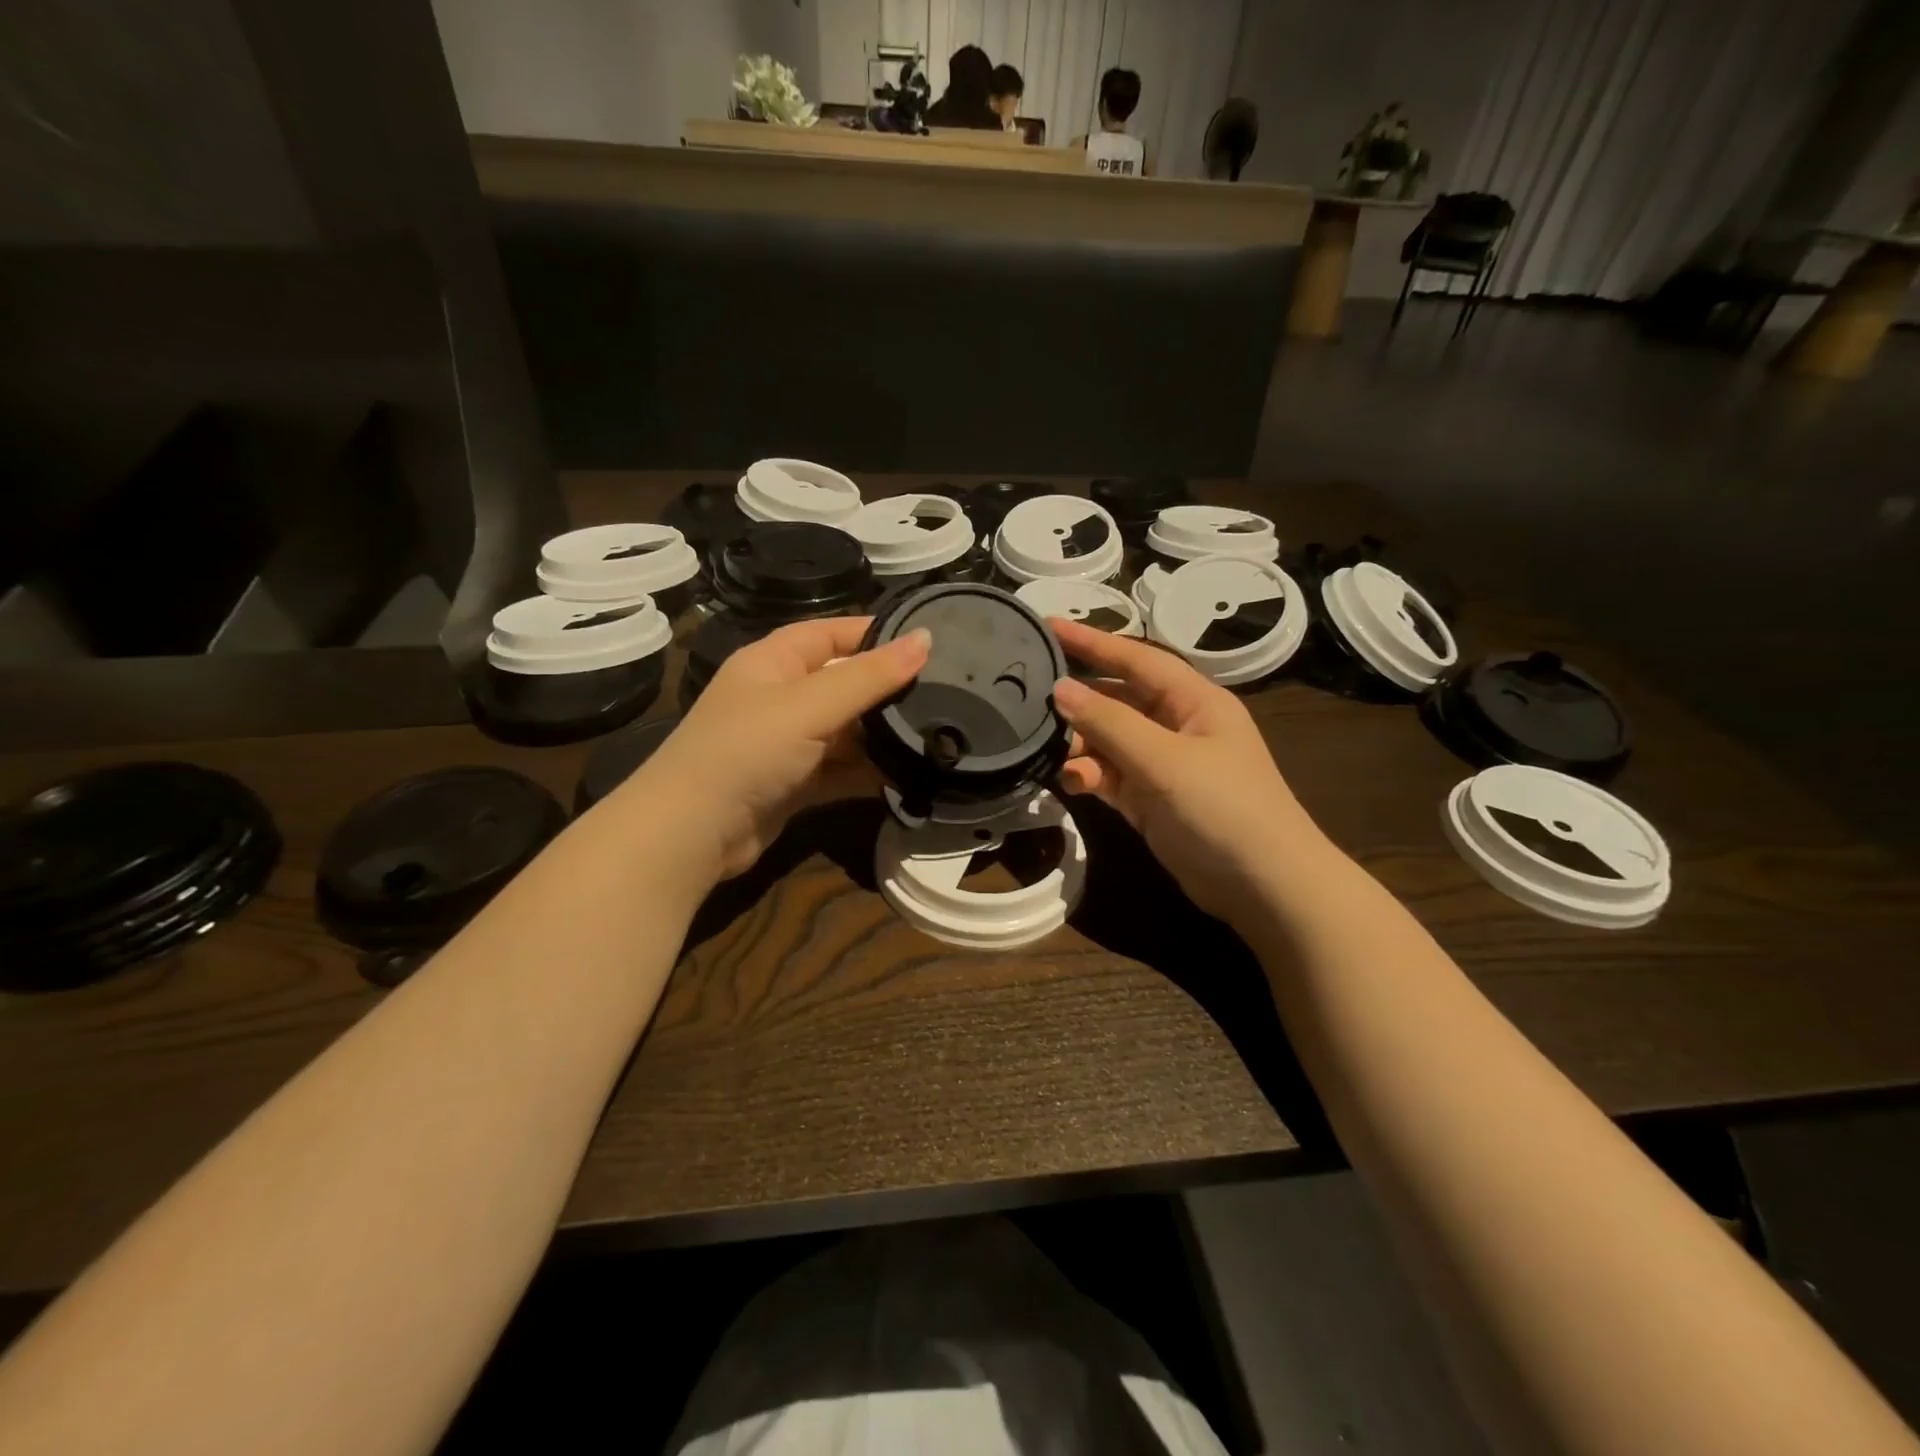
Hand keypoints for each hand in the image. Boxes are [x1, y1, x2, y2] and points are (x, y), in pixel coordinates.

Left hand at [618, 617, 929, 882]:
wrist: (691, 834)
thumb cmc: (747, 751)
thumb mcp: (810, 706)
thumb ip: (870, 676)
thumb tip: (926, 639)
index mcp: (774, 662)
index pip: (832, 633)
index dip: (876, 634)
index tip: (929, 642)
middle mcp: (780, 698)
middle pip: (843, 683)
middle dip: (887, 690)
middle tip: (947, 693)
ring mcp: (787, 744)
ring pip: (846, 731)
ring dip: (882, 737)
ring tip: (938, 735)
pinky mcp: (794, 784)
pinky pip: (841, 770)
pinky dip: (868, 773)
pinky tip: (907, 776)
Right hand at [1049, 619, 1325, 925]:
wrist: (1263, 887)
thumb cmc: (1223, 808)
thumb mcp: (1164, 760)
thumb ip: (1109, 723)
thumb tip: (1060, 688)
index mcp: (1194, 700)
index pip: (1136, 659)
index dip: (1092, 641)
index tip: (1047, 627)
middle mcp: (1178, 725)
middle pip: (1119, 699)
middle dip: (1079, 699)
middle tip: (1029, 697)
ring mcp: (1164, 764)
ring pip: (1110, 739)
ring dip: (1080, 743)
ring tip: (1049, 749)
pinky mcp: (1151, 799)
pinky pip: (1111, 775)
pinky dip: (1090, 775)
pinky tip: (1072, 781)